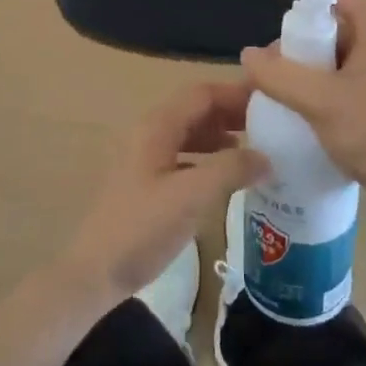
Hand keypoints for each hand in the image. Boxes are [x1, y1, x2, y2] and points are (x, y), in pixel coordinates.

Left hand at [55, 82, 270, 308]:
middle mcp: (149, 132)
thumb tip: (266, 157)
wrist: (95, 272)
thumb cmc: (142, 228)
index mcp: (157, 126)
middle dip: (231, 112)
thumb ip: (231, 169)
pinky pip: (183, 154)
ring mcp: (145, 156)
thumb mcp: (192, 196)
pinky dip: (208, 155)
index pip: (202, 93)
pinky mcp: (145, 179)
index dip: (236, 93)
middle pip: (195, 108)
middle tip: (269, 123)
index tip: (270, 99)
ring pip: (189, 131)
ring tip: (254, 145)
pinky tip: (225, 173)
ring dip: (221, 133)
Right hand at [240, 0, 365, 229]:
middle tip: (270, 57)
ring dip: (304, 61)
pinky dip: (317, 81)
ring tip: (277, 85)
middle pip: (333, 17)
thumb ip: (280, 75)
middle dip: (297, 32)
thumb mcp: (321, 102)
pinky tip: (297, 104)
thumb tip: (249, 55)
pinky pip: (340, 75)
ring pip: (334, 50)